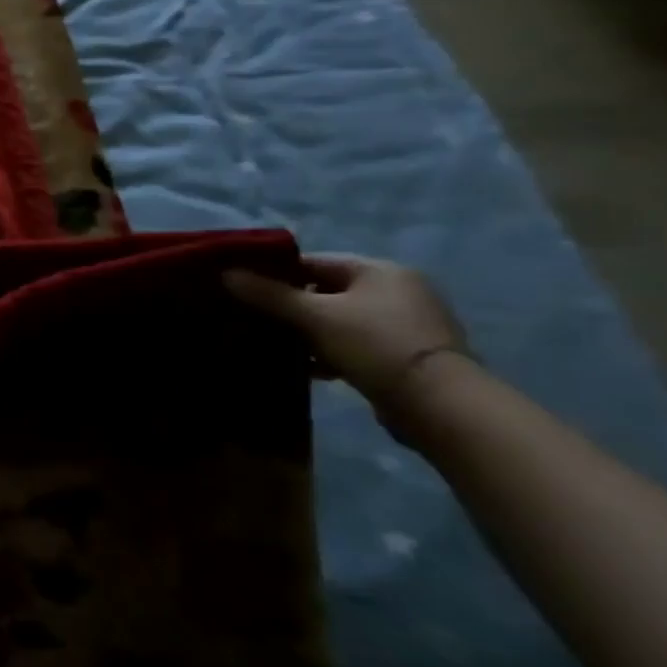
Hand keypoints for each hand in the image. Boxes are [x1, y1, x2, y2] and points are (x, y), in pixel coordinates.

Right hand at [223, 254, 468, 426]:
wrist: (441, 405)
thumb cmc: (374, 345)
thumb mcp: (314, 316)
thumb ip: (269, 294)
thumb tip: (225, 273)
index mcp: (379, 270)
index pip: (313, 261)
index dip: (276, 273)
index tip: (244, 289)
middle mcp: (398, 290)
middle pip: (327, 291)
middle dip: (291, 306)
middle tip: (255, 319)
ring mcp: (407, 324)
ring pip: (340, 320)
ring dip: (309, 332)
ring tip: (276, 345)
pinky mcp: (407, 356)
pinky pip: (356, 344)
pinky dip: (330, 352)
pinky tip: (308, 368)